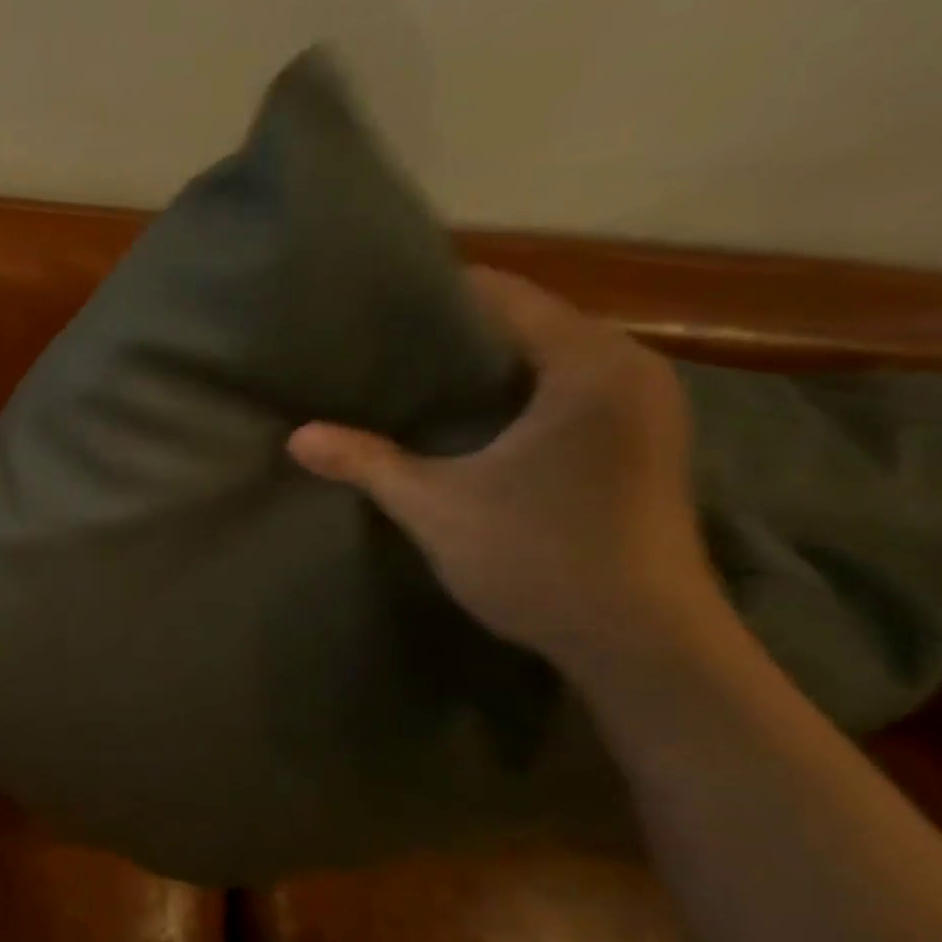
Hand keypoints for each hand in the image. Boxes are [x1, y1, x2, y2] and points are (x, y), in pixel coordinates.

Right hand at [288, 268, 722, 668]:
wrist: (644, 646)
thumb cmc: (541, 558)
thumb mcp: (437, 507)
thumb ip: (367, 463)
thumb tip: (296, 437)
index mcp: (588, 363)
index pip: (503, 296)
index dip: (434, 297)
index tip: (374, 310)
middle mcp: (630, 369)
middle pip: (527, 325)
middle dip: (453, 337)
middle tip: (380, 351)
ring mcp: (644, 410)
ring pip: (546, 363)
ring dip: (484, 371)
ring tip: (411, 384)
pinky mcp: (641, 446)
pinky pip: (566, 395)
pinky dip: (515, 399)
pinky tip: (467, 426)